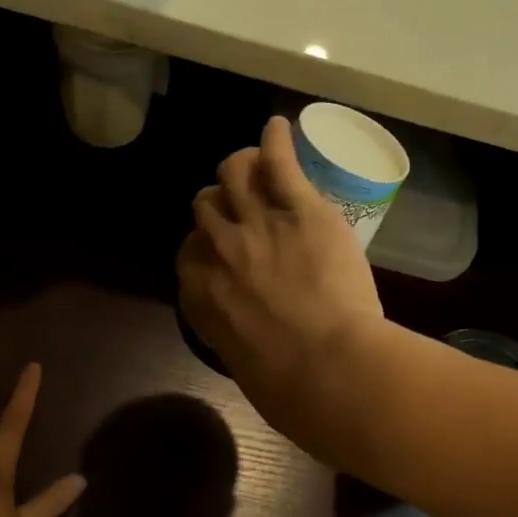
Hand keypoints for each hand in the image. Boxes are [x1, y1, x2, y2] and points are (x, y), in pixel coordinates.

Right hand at [176, 116, 385, 436]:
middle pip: (205, 205)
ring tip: (259, 164)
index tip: (220, 251)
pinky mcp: (299, 208)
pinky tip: (279, 127)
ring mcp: (257, 223)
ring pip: (233, 172)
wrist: (329, 370)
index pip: (187, 251)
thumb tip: (244, 328)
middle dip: (221, 205)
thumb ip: (233, 332)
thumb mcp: (243, 363)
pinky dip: (277, 140)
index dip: (204, 246)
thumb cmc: (289, 389)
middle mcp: (219, 248)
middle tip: (242, 206)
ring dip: (242, 167)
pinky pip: (279, 162)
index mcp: (200, 291)